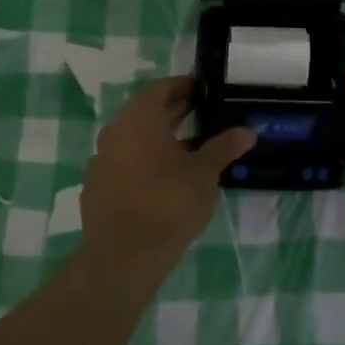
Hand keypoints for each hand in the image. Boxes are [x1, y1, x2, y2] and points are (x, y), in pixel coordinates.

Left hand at [80, 77, 256, 278]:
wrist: (122, 257)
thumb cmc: (168, 203)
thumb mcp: (204, 173)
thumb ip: (224, 147)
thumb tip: (249, 131)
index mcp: (139, 116)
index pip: (162, 88)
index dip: (184, 86)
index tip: (204, 89)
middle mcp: (115, 130)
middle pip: (147, 112)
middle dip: (175, 111)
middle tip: (203, 113)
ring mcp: (101, 159)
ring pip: (134, 138)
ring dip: (159, 138)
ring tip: (189, 148)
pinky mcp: (95, 186)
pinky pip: (123, 163)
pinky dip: (142, 162)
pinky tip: (161, 179)